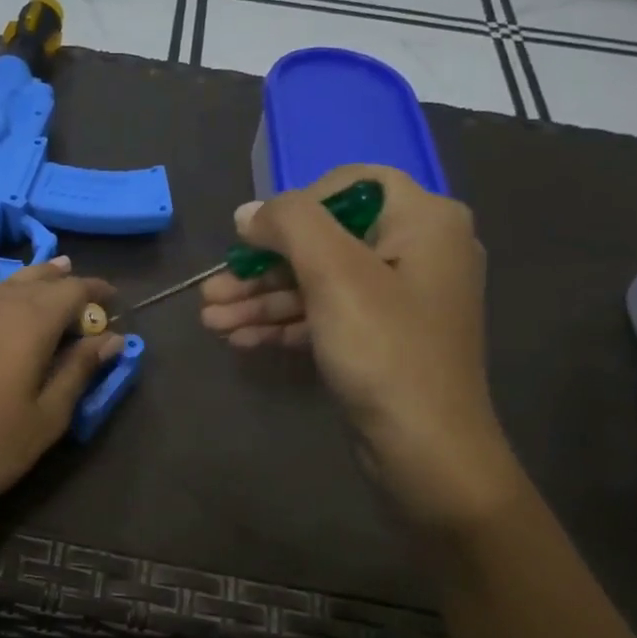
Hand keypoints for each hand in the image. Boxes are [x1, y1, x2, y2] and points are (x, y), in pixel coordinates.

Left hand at [0, 253, 121, 525]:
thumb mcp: (45, 417)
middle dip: (65, 281)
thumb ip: (78, 372)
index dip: (94, 292)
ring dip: (30, 275)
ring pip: (2, 284)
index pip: (72, 294)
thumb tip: (111, 339)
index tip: (113, 300)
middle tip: (84, 287)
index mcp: (31, 327)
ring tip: (51, 267)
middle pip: (37, 284)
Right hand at [200, 164, 524, 529]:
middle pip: (325, 240)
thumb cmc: (385, 352)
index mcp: (425, 220)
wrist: (425, 452)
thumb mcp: (335, 275)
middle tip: (212, 290)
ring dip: (263, 300)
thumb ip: (290, 225)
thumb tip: (248, 212)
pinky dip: (284, 325)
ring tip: (211, 319)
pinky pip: (326, 317)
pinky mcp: (380, 340)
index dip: (296, 205)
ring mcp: (398, 301)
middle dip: (263, 266)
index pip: (351, 184)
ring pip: (319, 283)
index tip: (253, 238)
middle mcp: (417, 252)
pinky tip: (239, 340)